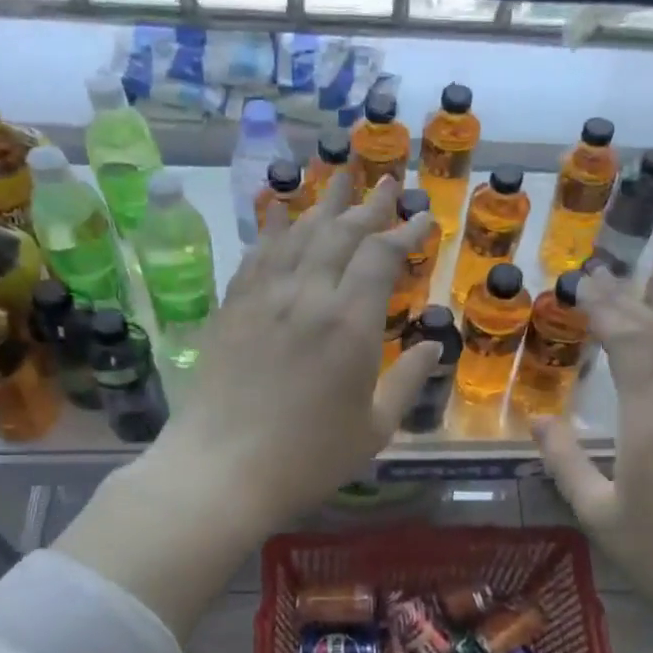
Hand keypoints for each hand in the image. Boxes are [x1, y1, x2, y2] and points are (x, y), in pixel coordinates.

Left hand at [149, 172, 438, 532]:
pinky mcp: (231, 308)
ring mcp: (263, 298)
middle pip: (341, 233)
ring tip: (342, 181)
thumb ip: (408, 382)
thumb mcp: (375, 429)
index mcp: (350, 324)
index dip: (405, 232)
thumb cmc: (309, 459)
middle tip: (389, 184)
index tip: (424, 218)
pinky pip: (257, 254)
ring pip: (297, 234)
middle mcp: (307, 295)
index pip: (381, 256)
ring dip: (324, 205)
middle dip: (370, 205)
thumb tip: (431, 346)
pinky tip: (282, 213)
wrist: (222, 471)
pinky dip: (274, 228)